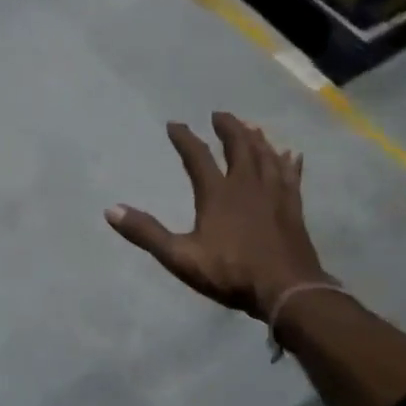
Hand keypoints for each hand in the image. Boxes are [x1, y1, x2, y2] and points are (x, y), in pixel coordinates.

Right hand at [106, 113, 326, 320]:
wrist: (288, 291)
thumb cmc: (231, 273)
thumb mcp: (180, 257)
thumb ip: (147, 233)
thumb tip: (111, 210)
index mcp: (217, 193)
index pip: (197, 156)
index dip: (184, 138)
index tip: (174, 124)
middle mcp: (247, 185)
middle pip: (239, 146)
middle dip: (228, 127)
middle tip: (220, 114)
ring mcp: (274, 194)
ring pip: (266, 155)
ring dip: (257, 138)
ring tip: (251, 126)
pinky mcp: (293, 207)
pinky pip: (291, 176)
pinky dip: (288, 162)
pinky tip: (291, 153)